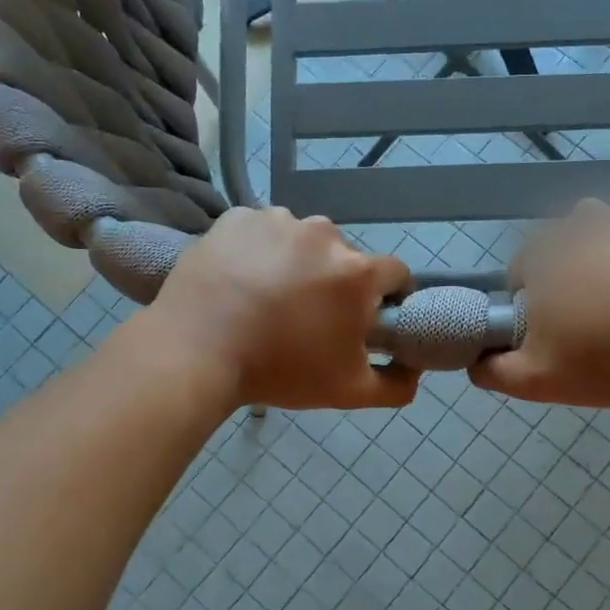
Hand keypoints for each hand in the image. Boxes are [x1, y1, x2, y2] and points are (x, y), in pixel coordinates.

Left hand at [150, 207, 417, 410]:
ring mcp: (277, 219)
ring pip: (302, 241)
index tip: (367, 319)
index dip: (387, 298)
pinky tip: (240, 281)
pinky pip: (261, 232)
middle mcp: (324, 232)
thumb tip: (415, 371)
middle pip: (345, 257)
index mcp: (357, 271)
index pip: (395, 274)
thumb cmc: (279, 371)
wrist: (194, 353)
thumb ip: (396, 385)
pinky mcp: (237, 217)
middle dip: (336, 282)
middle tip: (307, 317)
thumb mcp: (348, 392)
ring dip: (296, 263)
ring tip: (267, 299)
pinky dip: (258, 251)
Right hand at [470, 199, 609, 407]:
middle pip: (569, 239)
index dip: (533, 295)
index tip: (554, 324)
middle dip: (575, 266)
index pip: (523, 265)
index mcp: (546, 252)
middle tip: (597, 309)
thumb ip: (493, 370)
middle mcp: (587, 219)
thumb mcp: (538, 380)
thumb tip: (474, 361)